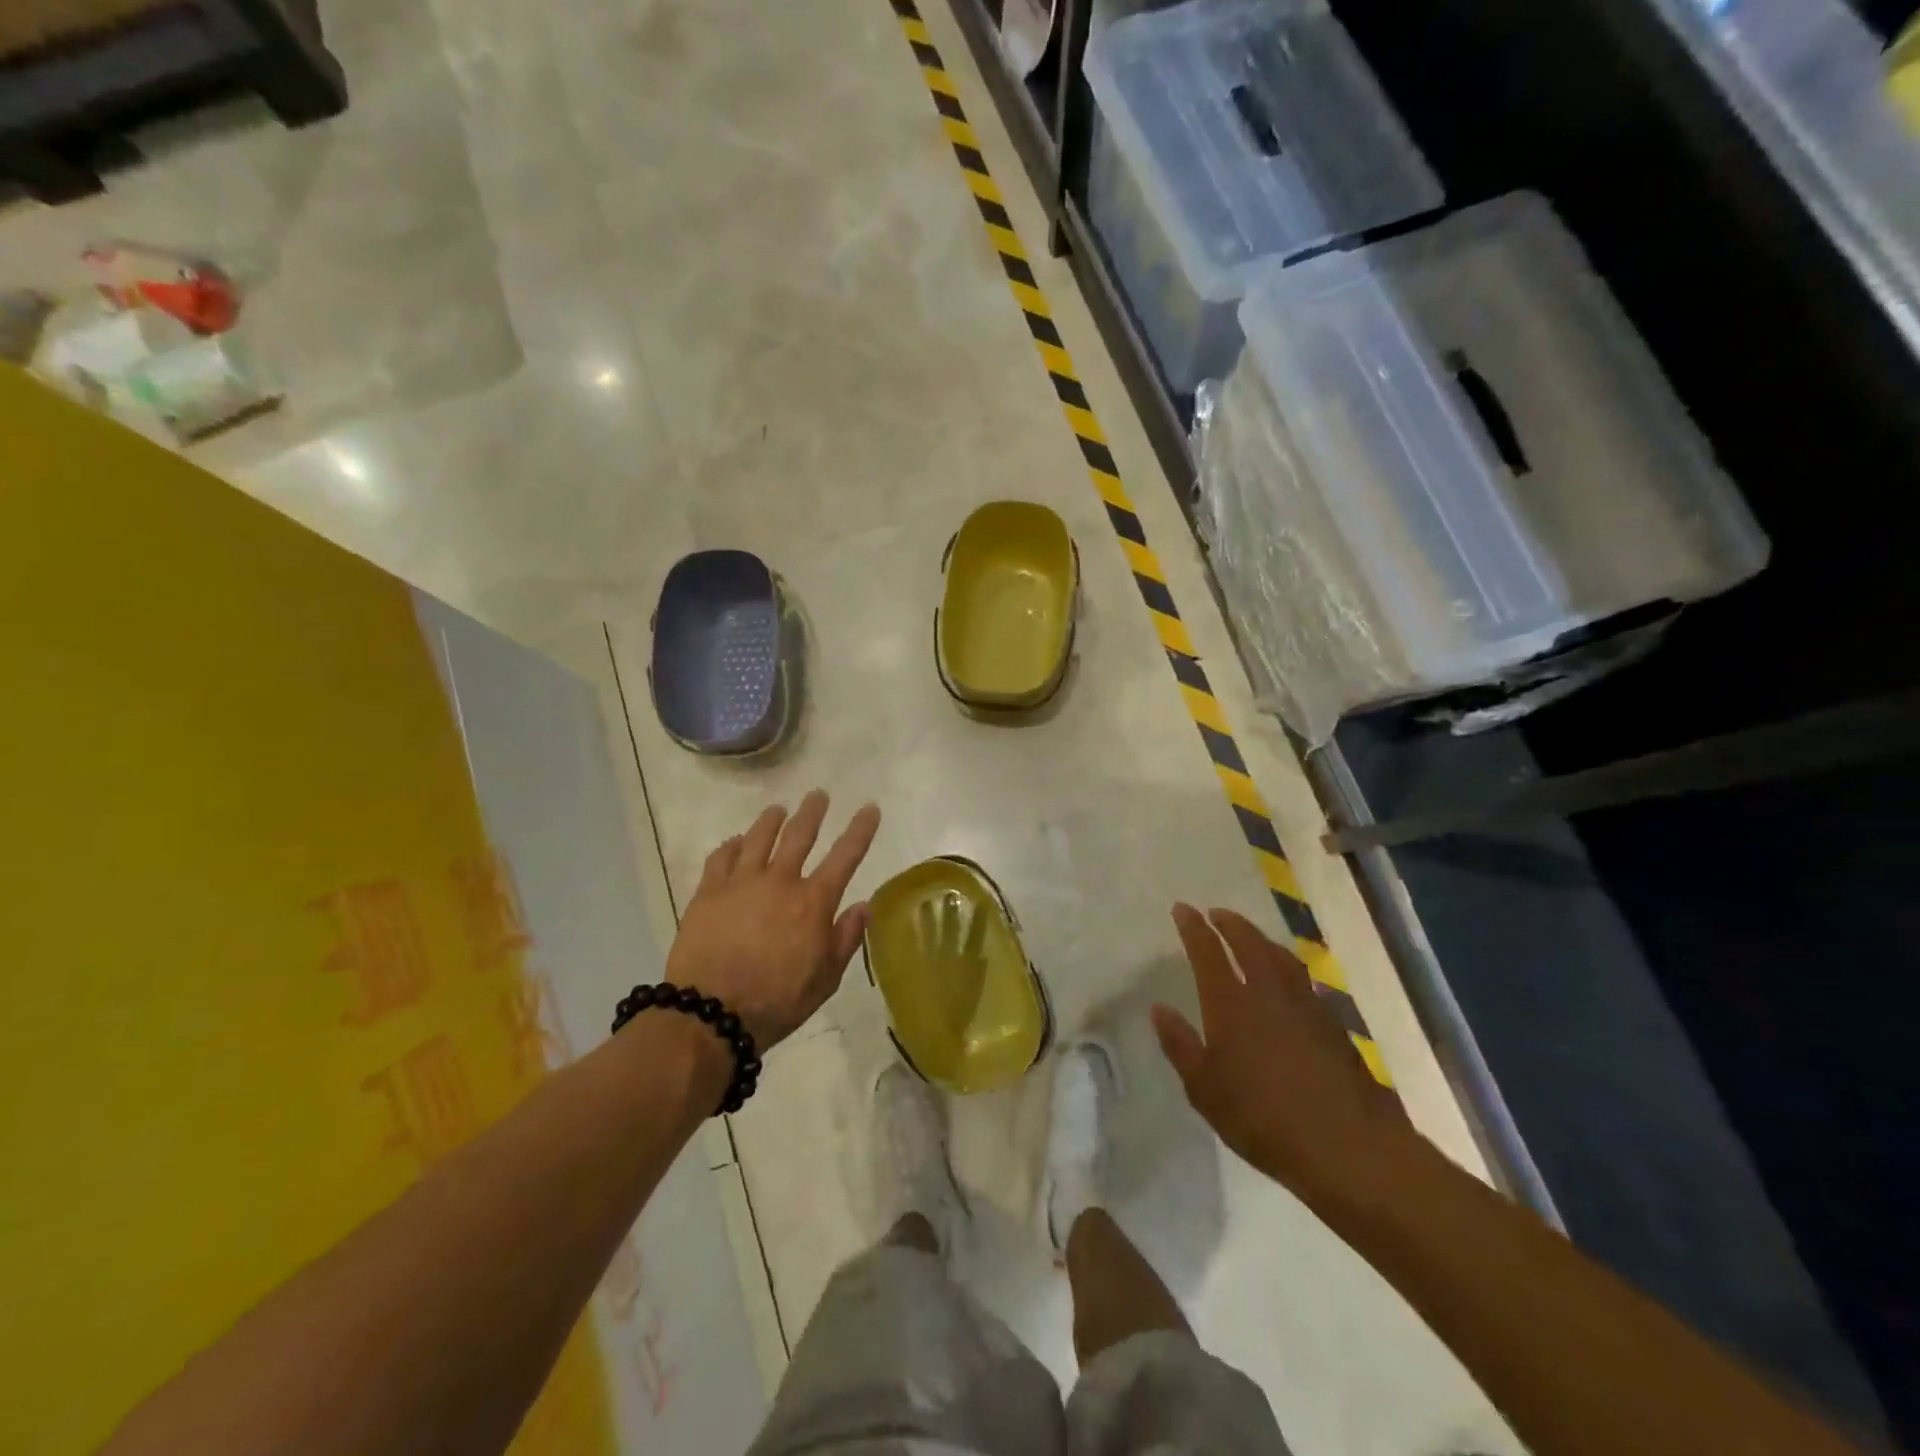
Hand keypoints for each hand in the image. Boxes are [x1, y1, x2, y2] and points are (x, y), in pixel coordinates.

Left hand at [664, 791, 881, 1049]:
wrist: (711, 1014)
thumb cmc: (778, 1001)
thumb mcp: (825, 978)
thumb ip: (846, 938)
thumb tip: (864, 905)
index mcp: (813, 901)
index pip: (845, 856)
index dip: (860, 830)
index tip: (869, 808)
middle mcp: (780, 881)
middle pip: (799, 835)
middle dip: (812, 812)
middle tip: (818, 795)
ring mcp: (741, 883)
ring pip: (759, 838)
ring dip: (772, 820)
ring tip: (778, 809)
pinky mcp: (709, 892)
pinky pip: (721, 857)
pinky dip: (732, 845)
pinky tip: (736, 842)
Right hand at [1154, 905, 1414, 1203]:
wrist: (1347, 1146)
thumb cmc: (1262, 1119)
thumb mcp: (1205, 1090)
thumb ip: (1180, 1045)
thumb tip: (1159, 1009)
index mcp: (1231, 1004)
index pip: (1207, 952)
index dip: (1193, 927)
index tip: (1183, 909)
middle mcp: (1268, 992)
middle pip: (1249, 943)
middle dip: (1231, 924)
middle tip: (1217, 914)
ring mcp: (1305, 1006)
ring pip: (1281, 957)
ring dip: (1262, 940)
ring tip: (1252, 938)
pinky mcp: (1333, 1025)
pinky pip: (1304, 981)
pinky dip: (1288, 969)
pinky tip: (1288, 983)